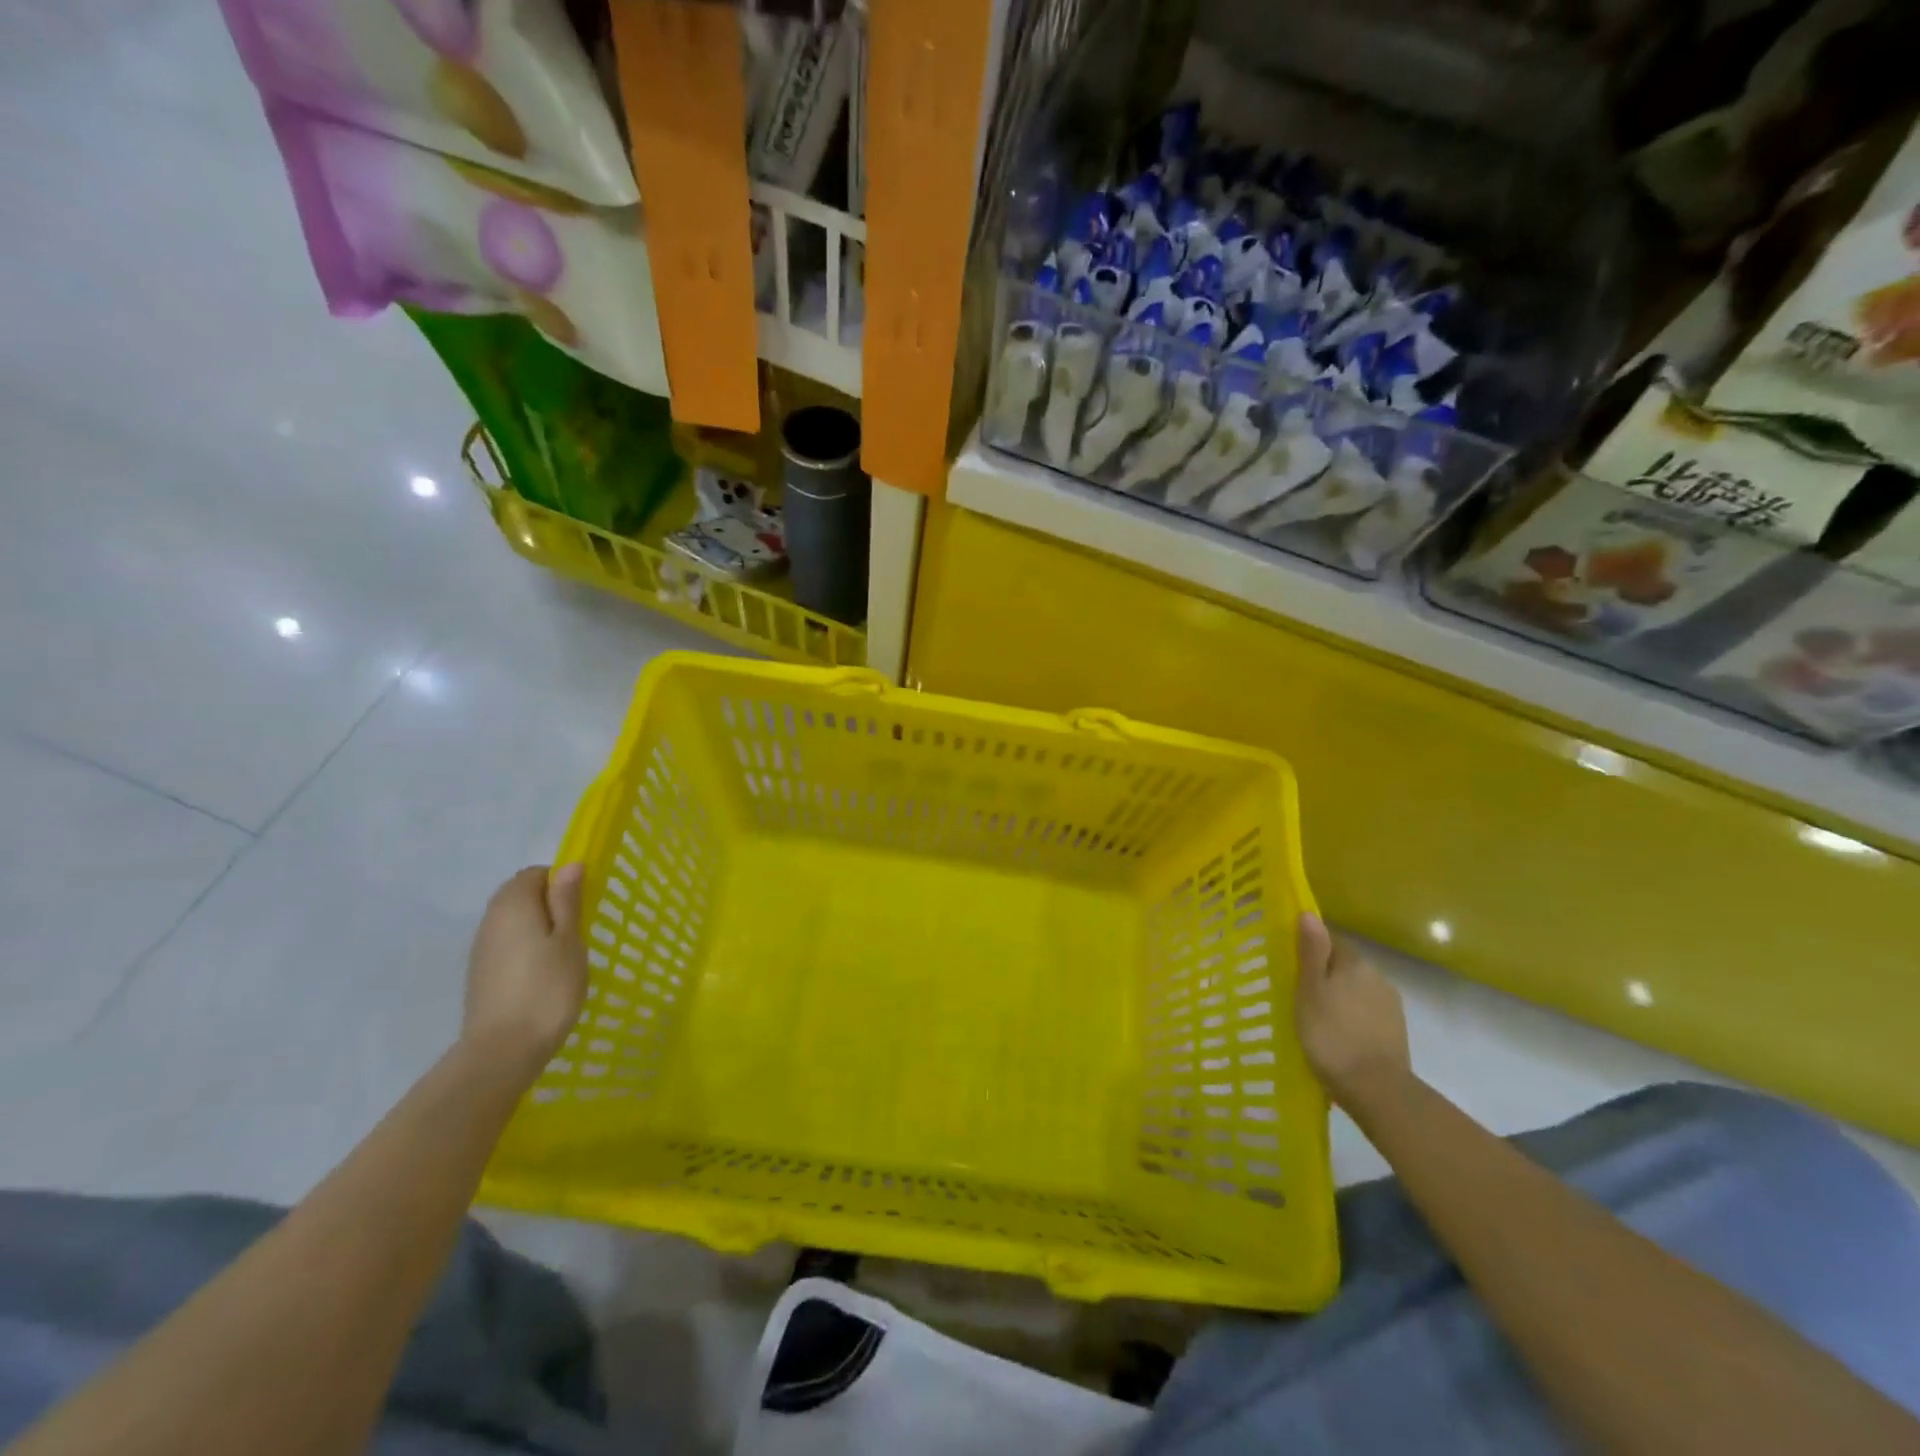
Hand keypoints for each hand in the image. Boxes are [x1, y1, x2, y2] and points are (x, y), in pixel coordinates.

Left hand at [462, 865, 587, 1077]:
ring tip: (563, 955)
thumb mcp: (570, 940)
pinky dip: (526, 949)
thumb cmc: (547, 988)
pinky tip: (543, 974)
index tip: (582, 906)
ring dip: (538, 927)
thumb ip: (567, 900)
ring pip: (513, 921)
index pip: (535, 874)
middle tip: (576, 931)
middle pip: (520, 895)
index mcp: (513, 904)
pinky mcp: (481, 974)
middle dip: (549, 904)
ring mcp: (482, 949)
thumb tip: (570, 865)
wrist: (503, 1051)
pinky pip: (507, 945)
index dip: (561, 882)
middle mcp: (491, 920)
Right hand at [1294, 912, 1411, 1108]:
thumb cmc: (1331, 1034)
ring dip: (1340, 998)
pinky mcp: (1395, 1032)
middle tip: (1300, 995)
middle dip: (1325, 975)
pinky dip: (1352, 1019)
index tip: (1292, 967)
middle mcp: (1378, 977)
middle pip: (1345, 966)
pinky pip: (1367, 1014)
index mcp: (1355, 963)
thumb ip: (1311, 951)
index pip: (1332, 941)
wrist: (1376, 1089)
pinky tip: (1339, 1037)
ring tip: (1317, 1020)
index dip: (1311, 950)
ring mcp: (1391, 1006)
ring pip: (1357, 991)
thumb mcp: (1310, 990)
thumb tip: (1309, 913)